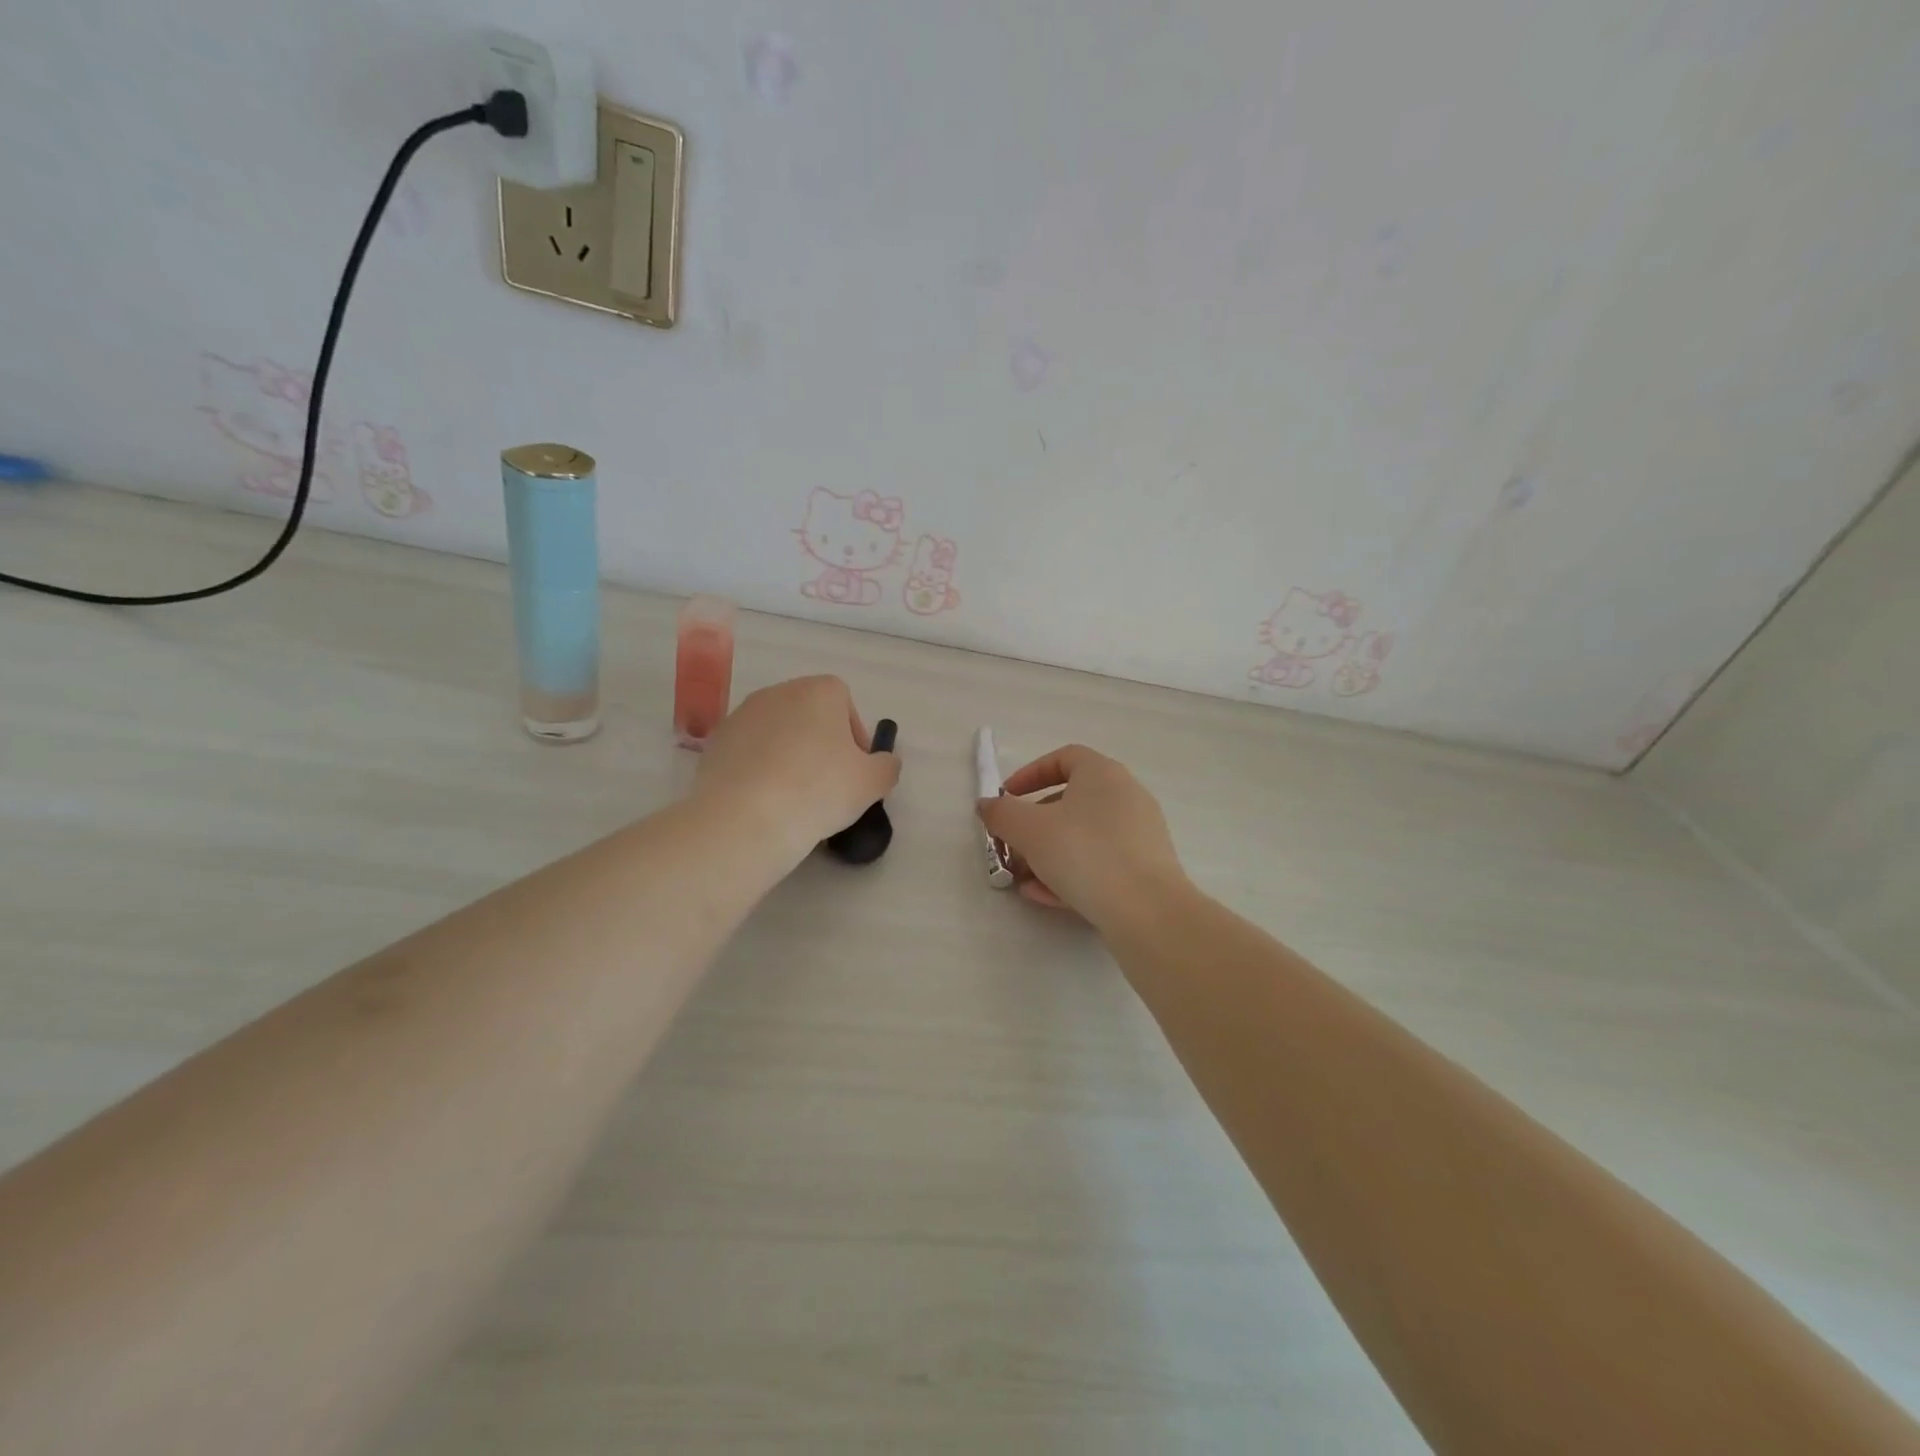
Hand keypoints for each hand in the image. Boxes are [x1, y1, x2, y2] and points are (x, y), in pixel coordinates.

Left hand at [694, 676, 899, 862]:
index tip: (854, 770)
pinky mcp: (715, 743)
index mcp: (819, 691)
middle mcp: (779, 692)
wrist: (744, 819)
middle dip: (820, 744)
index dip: (854, 736)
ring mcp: (742, 715)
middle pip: (809, 715)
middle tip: (827, 785)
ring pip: (777, 733)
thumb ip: (887, 766)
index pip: (845, 703)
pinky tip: (764, 801)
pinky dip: (760, 769)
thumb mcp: (872, 783)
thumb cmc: (819, 790)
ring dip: (789, 756)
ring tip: (793, 797)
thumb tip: (883, 762)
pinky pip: (749, 752)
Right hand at [978, 744, 1186, 926]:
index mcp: (1103, 774)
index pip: (1064, 758)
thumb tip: (987, 805)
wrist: (1146, 911)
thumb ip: (1001, 813)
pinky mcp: (1146, 868)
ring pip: (1083, 837)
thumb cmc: (1083, 853)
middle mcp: (1126, 796)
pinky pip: (1101, 862)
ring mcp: (1140, 833)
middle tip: (1011, 848)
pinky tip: (1047, 897)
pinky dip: (1072, 873)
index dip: (1030, 774)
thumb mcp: (1029, 830)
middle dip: (1033, 826)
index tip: (1007, 798)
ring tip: (1024, 880)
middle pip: (1070, 801)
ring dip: (1048, 854)